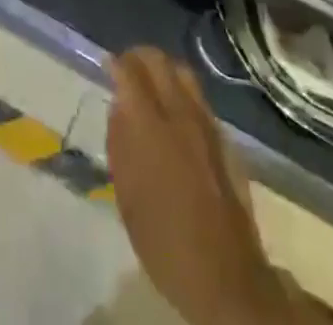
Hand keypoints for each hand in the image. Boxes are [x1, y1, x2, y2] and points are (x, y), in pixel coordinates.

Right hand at [107, 48, 324, 324]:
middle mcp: (180, 114)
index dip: (116, 63)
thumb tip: (118, 107)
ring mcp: (206, 123)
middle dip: (139, 57)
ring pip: (183, 72)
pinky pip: (198, 96)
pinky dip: (181, 89)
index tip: (107, 65)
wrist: (225, 276)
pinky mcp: (223, 137)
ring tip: (150, 84)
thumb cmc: (165, 243)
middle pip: (159, 61)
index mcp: (151, 127)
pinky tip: (174, 110)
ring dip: (163, 69)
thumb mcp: (127, 198)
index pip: (131, 72)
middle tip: (126, 69)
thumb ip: (120, 144)